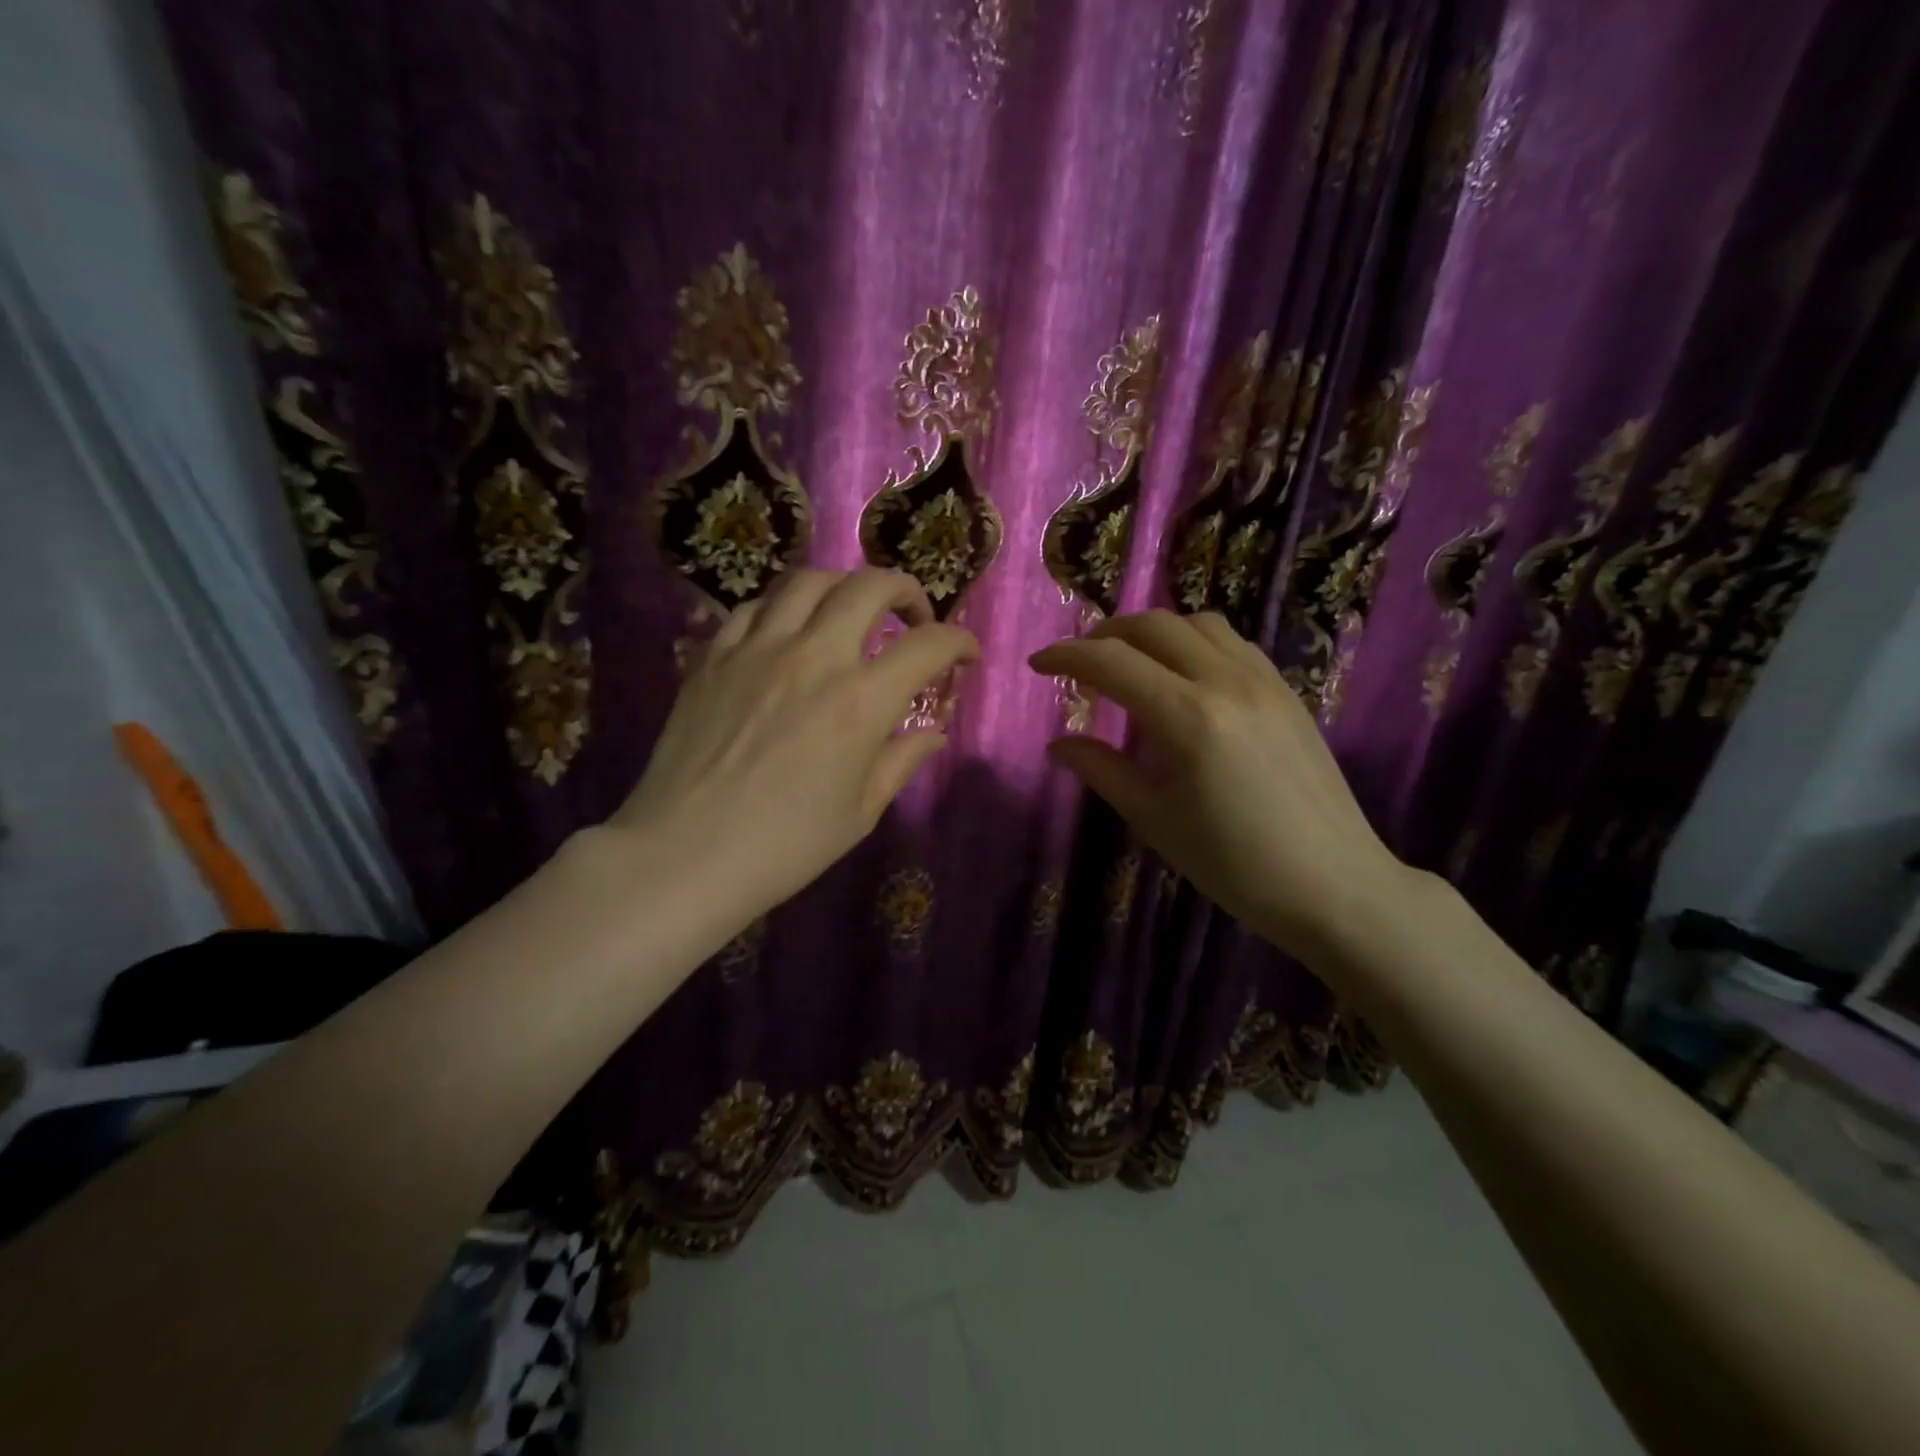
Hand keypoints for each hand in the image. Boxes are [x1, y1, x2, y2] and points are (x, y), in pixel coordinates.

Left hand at [613, 568, 976, 915]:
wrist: (685, 854)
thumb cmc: (785, 845)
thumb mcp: (860, 811)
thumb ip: (901, 760)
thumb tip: (933, 733)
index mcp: (861, 702)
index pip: (928, 645)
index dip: (959, 642)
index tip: (966, 655)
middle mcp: (814, 657)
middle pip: (869, 586)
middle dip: (906, 590)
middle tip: (913, 617)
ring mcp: (758, 649)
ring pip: (809, 581)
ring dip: (844, 587)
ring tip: (852, 613)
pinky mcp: (714, 656)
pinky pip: (756, 607)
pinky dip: (786, 608)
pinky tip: (790, 632)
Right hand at [1029, 610, 1415, 962]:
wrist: (1334, 884)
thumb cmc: (1234, 865)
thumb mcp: (1156, 820)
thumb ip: (1103, 770)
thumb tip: (1058, 744)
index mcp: (1187, 718)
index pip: (1111, 662)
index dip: (1065, 656)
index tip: (1037, 666)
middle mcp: (1226, 682)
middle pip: (1153, 626)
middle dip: (1105, 634)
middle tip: (1080, 663)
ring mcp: (1264, 681)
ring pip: (1198, 623)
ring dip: (1153, 631)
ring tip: (1130, 662)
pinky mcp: (1287, 690)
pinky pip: (1232, 642)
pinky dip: (1194, 641)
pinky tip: (1184, 675)